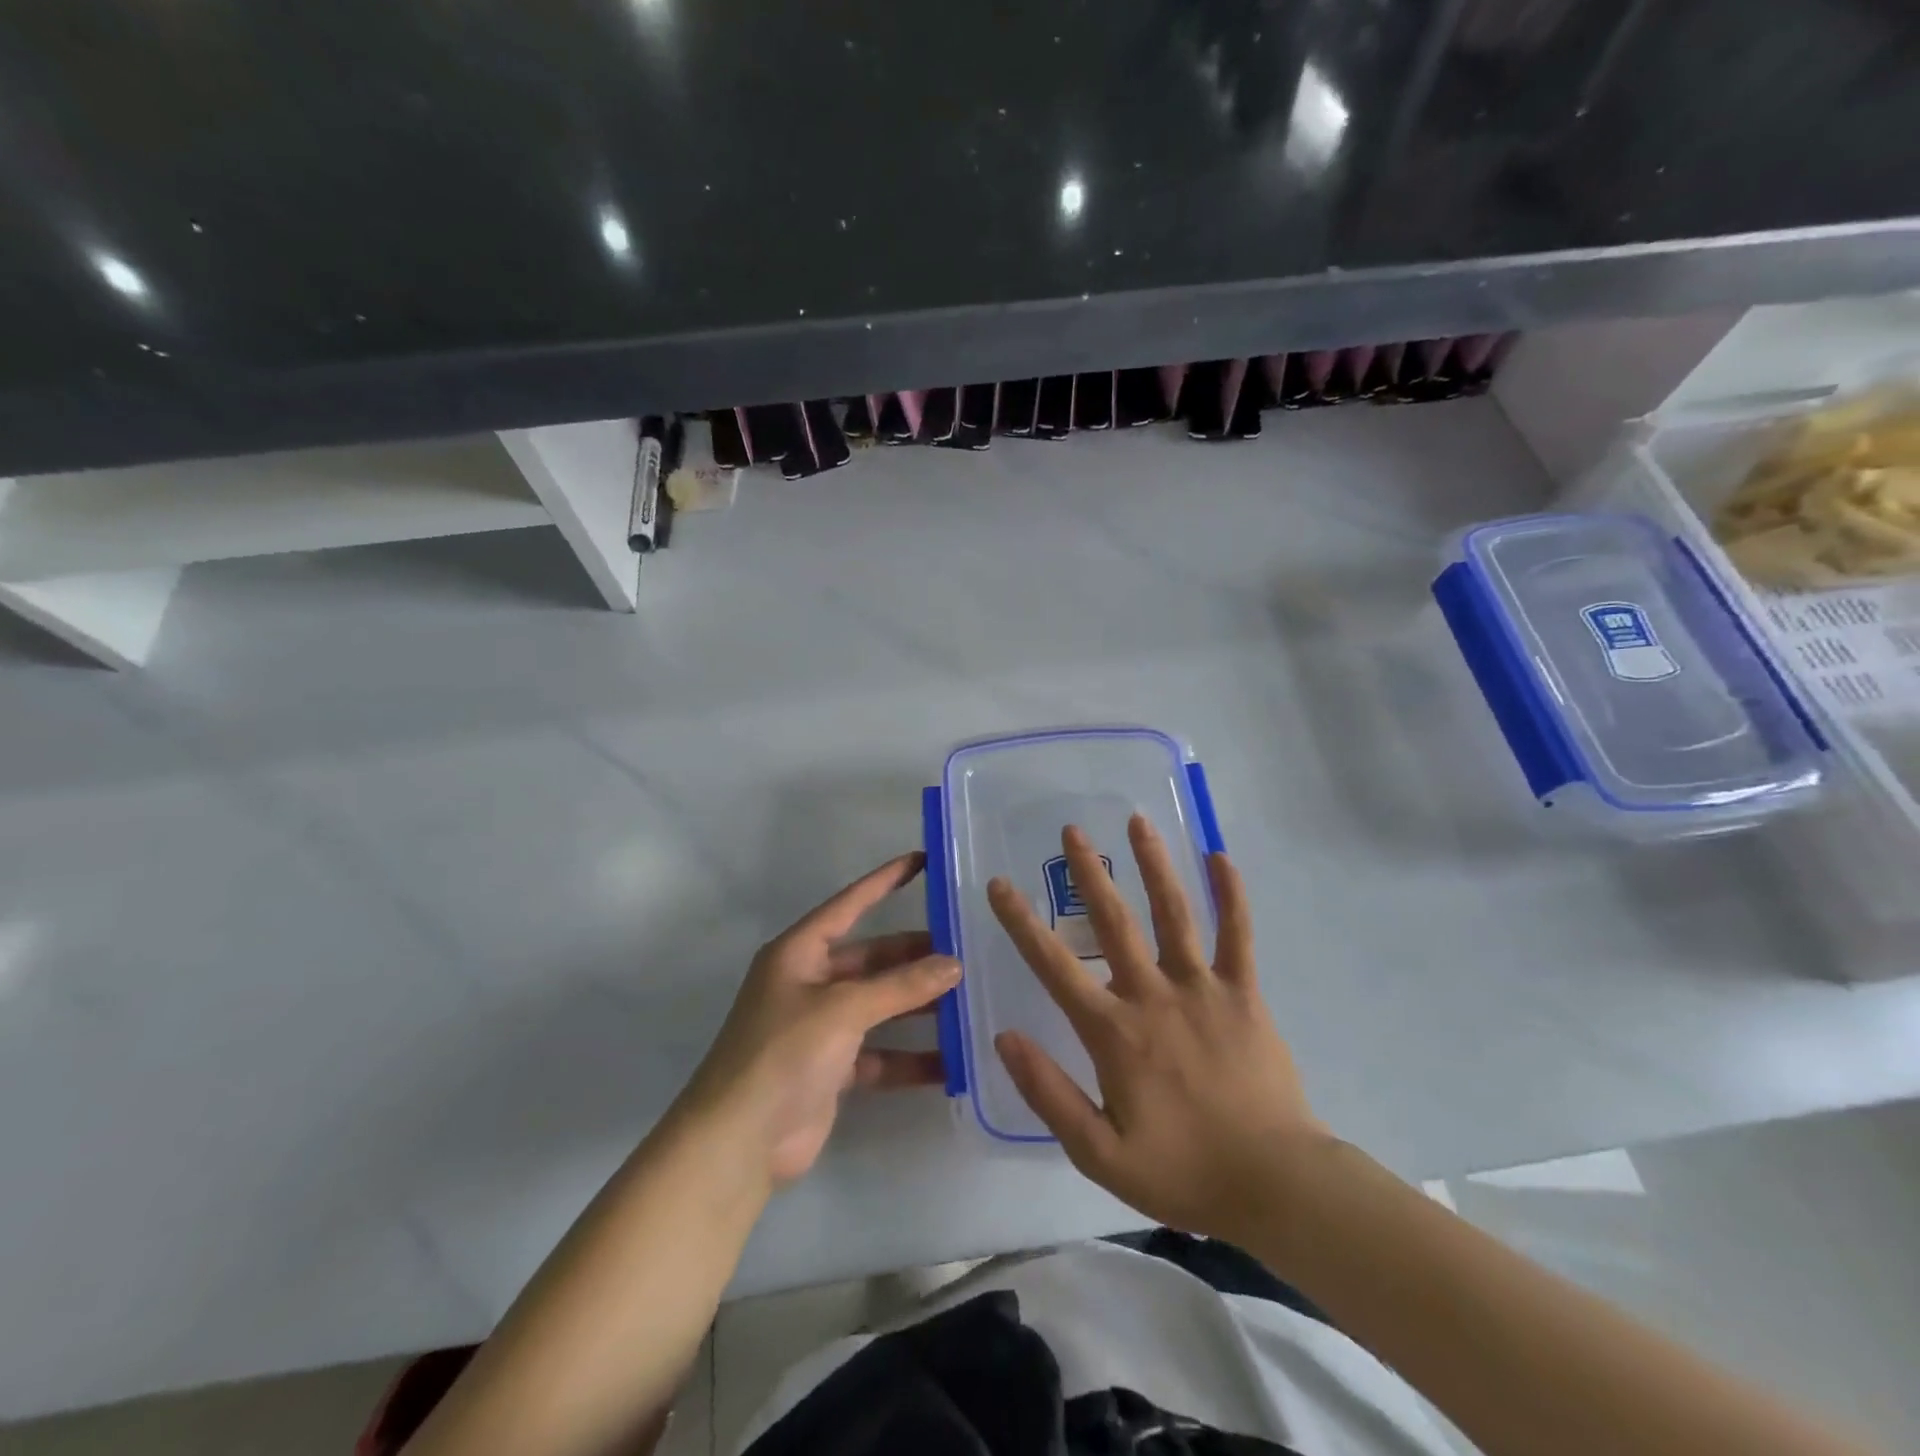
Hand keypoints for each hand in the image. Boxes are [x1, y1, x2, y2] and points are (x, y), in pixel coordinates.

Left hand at [678, 851, 960, 1188]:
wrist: (738, 1142)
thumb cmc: (783, 1053)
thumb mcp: (843, 1009)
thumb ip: (900, 985)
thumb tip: (954, 964)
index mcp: (800, 953)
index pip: (850, 904)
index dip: (885, 880)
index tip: (922, 860)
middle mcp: (810, 982)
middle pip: (873, 958)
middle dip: (915, 955)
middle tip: (965, 949)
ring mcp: (822, 1027)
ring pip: (881, 1005)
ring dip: (919, 1005)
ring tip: (969, 999)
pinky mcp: (833, 1068)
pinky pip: (881, 1053)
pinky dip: (911, 1057)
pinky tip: (952, 1061)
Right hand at [988, 816, 1327, 1244]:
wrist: (1275, 1184)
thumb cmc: (1183, 1171)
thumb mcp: (1099, 1152)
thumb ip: (1049, 1093)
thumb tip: (1004, 1036)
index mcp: (1114, 1031)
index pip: (1053, 966)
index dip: (1021, 923)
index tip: (1000, 885)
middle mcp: (1153, 995)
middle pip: (1113, 922)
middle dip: (1089, 873)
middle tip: (1072, 829)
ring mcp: (1202, 988)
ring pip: (1173, 914)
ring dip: (1153, 865)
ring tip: (1137, 821)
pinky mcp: (1243, 993)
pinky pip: (1237, 935)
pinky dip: (1231, 895)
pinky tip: (1220, 857)